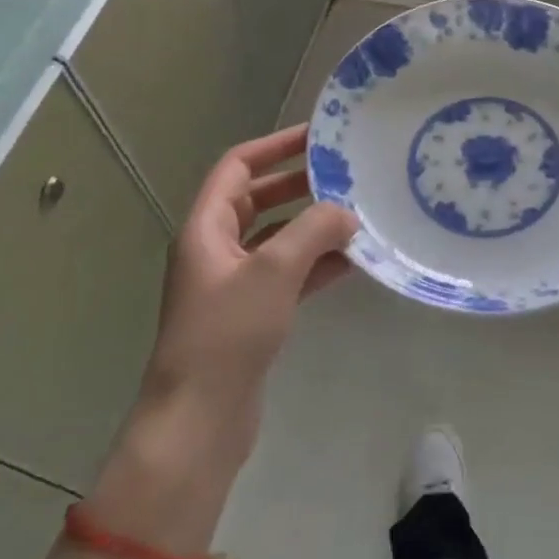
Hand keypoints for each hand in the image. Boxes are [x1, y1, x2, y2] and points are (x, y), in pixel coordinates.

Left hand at [140, 124, 356, 459]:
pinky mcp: (250, 315)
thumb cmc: (228, 334)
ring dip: (314, 227)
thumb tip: (347, 212)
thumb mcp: (274, 271)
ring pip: (277, 239)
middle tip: (346, 176)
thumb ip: (314, 230)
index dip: (275, 146)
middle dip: (300, 186)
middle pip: (259, 200)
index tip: (317, 137)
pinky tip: (353, 263)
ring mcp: (233, 284)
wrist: (199, 420)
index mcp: (205, 228)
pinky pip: (287, 275)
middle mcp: (215, 249)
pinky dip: (316, 264)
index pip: (237, 167)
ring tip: (359, 217)